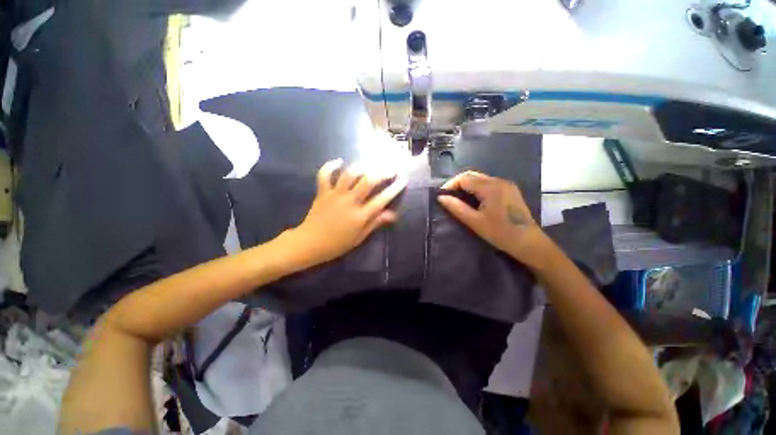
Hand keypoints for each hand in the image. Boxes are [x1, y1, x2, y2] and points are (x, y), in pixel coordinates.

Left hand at [292, 159, 406, 264]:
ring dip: (362, 166)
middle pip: (368, 182)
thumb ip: (375, 223)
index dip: (394, 189)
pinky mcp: (322, 192)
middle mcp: (349, 202)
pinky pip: (324, 175)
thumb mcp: (359, 237)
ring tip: (370, 164)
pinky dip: (330, 166)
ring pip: (349, 174)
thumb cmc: (337, 244)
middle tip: (390, 169)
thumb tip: (392, 214)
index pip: (382, 199)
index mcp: (360, 216)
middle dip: (382, 173)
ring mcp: (335, 195)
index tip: (403, 181)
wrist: (310, 243)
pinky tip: (339, 161)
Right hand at [437, 171, 551, 268]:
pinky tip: (473, 200)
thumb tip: (441, 198)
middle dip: (457, 184)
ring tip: (458, 199)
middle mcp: (499, 181)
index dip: (450, 185)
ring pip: (480, 178)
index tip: (442, 196)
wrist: (529, 243)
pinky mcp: (509, 190)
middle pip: (472, 175)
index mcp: (490, 187)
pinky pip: (488, 183)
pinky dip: (476, 188)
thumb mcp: (475, 222)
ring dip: (466, 186)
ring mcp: (506, 184)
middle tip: (448, 197)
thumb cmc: (500, 233)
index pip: (464, 178)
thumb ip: (456, 208)